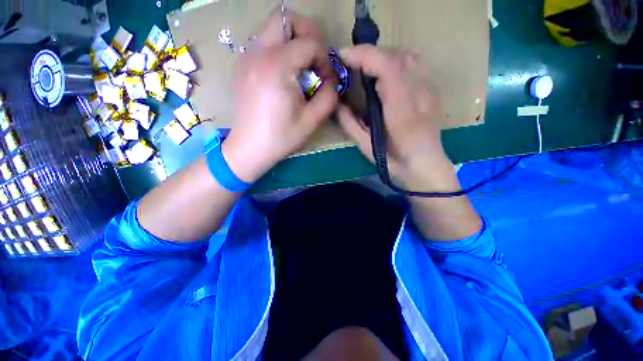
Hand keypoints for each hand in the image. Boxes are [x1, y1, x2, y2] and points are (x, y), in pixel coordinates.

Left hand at [222, 9, 337, 182]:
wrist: (249, 148)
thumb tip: (331, 81)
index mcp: (277, 66)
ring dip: (291, 40)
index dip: (323, 58)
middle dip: (306, 32)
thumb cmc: (281, 137)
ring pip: (272, 28)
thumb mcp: (311, 121)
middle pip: (284, 17)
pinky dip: (278, 49)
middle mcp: (257, 53)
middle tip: (314, 58)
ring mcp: (246, 57)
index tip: (325, 79)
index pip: (309, 42)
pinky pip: (263, 43)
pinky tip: (283, 74)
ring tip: (300, 67)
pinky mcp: (242, 66)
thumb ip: (329, 96)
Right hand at [338, 45, 457, 190]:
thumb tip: (338, 105)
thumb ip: (350, 124)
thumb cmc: (394, 161)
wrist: (424, 166)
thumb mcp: (366, 147)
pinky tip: (385, 73)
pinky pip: (415, 65)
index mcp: (402, 111)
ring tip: (367, 66)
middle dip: (370, 54)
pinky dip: (396, 61)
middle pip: (398, 55)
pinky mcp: (431, 91)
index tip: (343, 57)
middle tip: (352, 63)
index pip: (387, 67)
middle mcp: (420, 94)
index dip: (364, 56)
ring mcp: (429, 90)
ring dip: (383, 55)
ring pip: (408, 56)